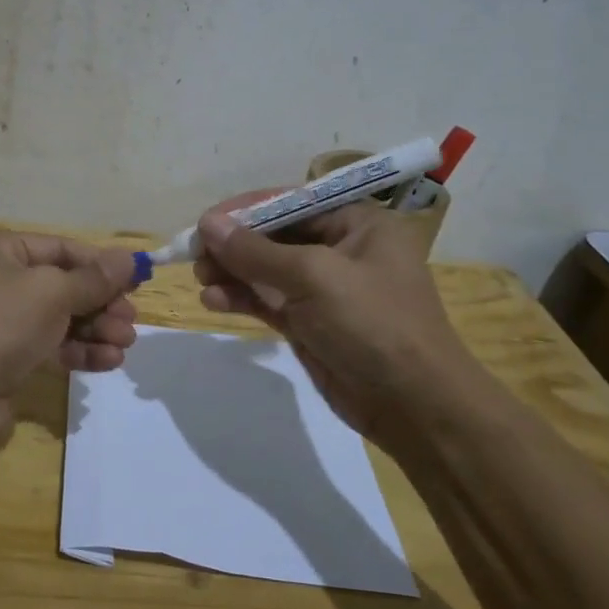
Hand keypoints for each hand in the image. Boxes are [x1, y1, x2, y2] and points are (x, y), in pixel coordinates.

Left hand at [0, 229, 139, 433]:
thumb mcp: (51, 292)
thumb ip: (94, 278)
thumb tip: (129, 259)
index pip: (59, 248)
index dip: (100, 265)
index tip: (137, 281)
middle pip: (60, 285)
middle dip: (100, 304)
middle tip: (131, 322)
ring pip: (57, 319)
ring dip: (94, 330)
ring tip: (125, 345)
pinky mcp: (3, 357)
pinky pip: (48, 346)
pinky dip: (77, 351)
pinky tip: (107, 362)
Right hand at [192, 194, 477, 449]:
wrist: (413, 405)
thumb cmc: (372, 324)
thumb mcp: (313, 278)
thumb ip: (256, 251)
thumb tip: (207, 224)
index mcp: (358, 223)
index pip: (292, 202)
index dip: (246, 210)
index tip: (205, 223)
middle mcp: (341, 249)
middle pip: (275, 235)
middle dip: (235, 244)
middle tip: (195, 256)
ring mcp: (324, 289)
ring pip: (266, 270)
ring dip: (232, 272)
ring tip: (200, 279)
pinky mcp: (309, 322)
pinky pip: (267, 300)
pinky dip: (241, 298)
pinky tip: (212, 301)